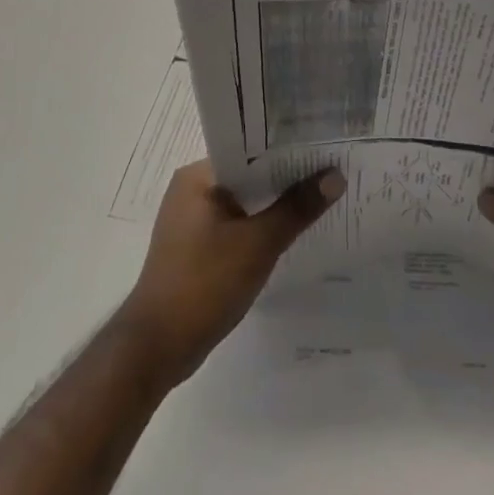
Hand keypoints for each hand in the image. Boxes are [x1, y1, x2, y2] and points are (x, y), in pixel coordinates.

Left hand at [118, 160, 343, 389]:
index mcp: (198, 176)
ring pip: (244, 202)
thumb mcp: (259, 243)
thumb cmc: (204, 283)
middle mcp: (192, 190)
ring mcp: (192, 221)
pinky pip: (236, 225)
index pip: (249, 149)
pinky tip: (291, 233)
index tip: (324, 146)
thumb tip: (336, 175)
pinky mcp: (196, 248)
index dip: (288, 148)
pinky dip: (261, 227)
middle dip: (287, 178)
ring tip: (320, 197)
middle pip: (249, 175)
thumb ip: (297, 208)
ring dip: (275, 205)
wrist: (157, 348)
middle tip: (332, 170)